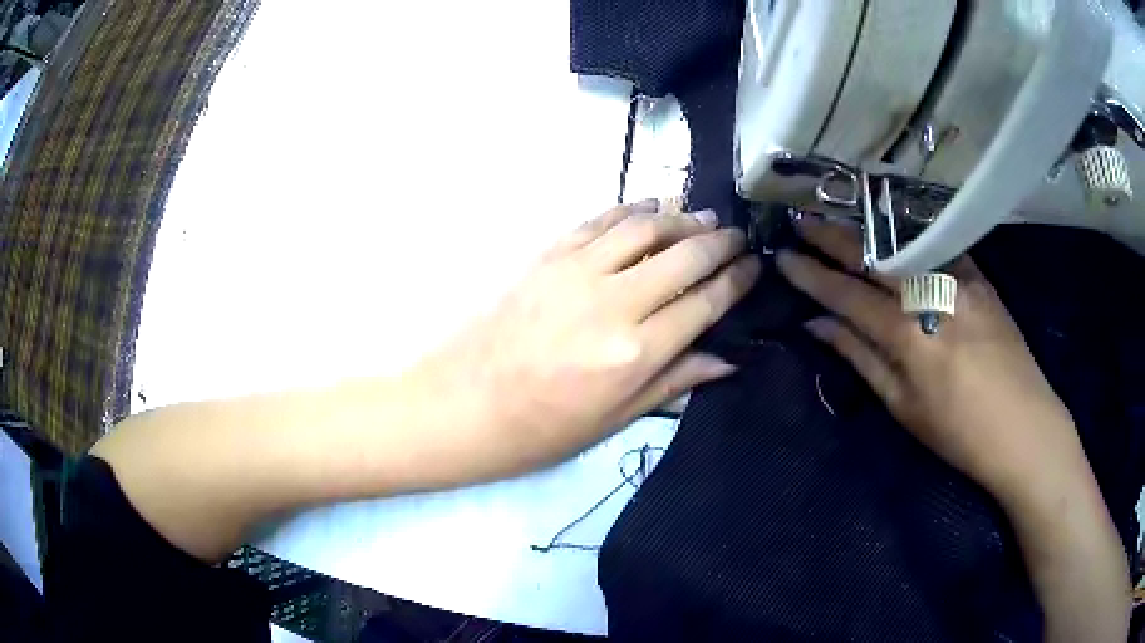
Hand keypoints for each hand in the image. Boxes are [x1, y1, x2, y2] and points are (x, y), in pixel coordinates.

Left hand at [408, 200, 759, 475]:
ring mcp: (575, 272)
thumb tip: (726, 360)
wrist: (461, 406)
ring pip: (643, 228)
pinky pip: (598, 221)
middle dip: (719, 242)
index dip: (736, 281)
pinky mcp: (546, 257)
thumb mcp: (614, 419)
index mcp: (634, 353)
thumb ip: (674, 381)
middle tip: (738, 236)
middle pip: (683, 256)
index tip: (754, 266)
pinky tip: (649, 207)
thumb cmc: (539, 430)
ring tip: (702, 218)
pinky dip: (630, 210)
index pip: (704, 303)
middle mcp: (612, 303)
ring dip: (679, 218)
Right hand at [776, 215, 1086, 501]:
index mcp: (907, 334)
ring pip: (903, 242)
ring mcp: (959, 278)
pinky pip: (937, 246)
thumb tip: (818, 327)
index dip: (810, 275)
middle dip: (831, 235)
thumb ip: (861, 359)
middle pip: (872, 255)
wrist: (1024, 426)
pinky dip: (908, 234)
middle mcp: (931, 294)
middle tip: (799, 218)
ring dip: (865, 228)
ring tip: (838, 216)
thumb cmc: (959, 432)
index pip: (846, 294)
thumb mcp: (904, 406)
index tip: (782, 256)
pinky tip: (892, 226)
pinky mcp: (979, 275)